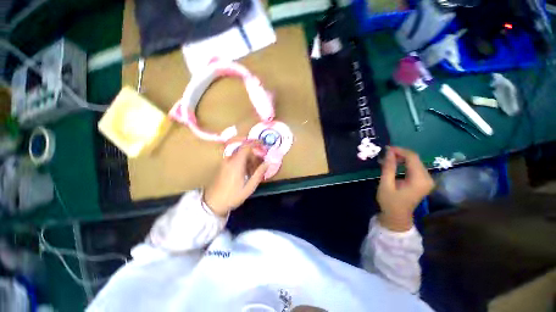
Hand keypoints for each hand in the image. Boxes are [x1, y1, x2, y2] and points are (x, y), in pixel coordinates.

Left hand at [204, 141, 268, 216]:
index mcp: (236, 163)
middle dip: (255, 154)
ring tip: (255, 170)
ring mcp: (226, 162)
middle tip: (262, 163)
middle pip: (244, 150)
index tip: (265, 146)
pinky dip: (244, 162)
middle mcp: (230, 159)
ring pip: (241, 154)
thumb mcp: (249, 186)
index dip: (256, 144)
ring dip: (249, 159)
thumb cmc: (233, 195)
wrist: (213, 203)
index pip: (247, 146)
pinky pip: (236, 158)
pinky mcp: (224, 165)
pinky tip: (247, 172)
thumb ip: (259, 173)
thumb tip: (268, 163)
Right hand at [377, 147, 433, 231]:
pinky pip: (414, 167)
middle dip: (399, 153)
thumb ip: (388, 168)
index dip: (399, 150)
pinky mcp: (423, 181)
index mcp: (419, 180)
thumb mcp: (386, 184)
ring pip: (415, 161)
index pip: (412, 158)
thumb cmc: (390, 202)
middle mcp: (427, 178)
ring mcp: (427, 180)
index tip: (386, 148)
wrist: (397, 217)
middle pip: (415, 158)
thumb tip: (388, 152)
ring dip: (401, 158)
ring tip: (387, 159)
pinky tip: (394, 164)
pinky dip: (404, 163)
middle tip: (384, 154)